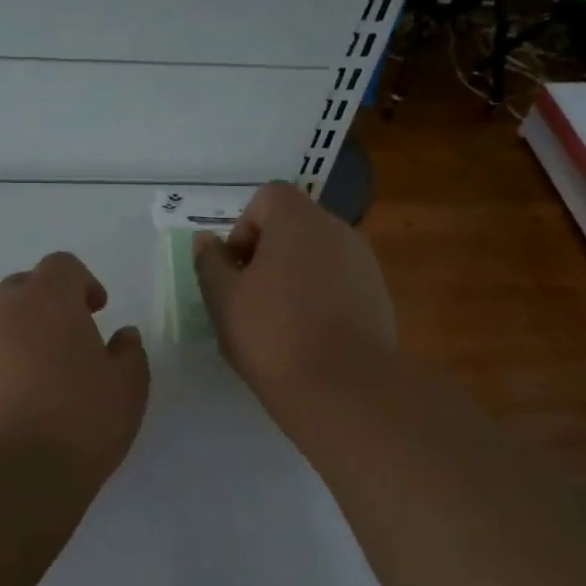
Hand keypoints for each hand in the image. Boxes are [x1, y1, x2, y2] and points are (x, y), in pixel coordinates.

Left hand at [0, 252, 150, 489]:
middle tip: (64, 346)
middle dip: (44, 307)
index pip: (61, 266)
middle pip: (21, 289)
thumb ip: (129, 353)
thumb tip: (122, 336)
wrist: (4, 480)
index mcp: (47, 300)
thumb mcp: (127, 390)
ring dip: (13, 342)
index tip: (94, 312)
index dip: (81, 283)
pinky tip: (2, 414)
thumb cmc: (78, 424)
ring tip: (32, 388)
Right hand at [193, 182, 396, 407]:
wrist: (345, 388)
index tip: (236, 270)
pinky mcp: (379, 296)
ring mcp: (364, 263)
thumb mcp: (223, 300)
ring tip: (278, 321)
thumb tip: (206, 240)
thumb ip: (210, 262)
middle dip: (267, 253)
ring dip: (293, 275)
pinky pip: (339, 281)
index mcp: (299, 220)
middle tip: (249, 297)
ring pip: (318, 255)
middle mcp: (338, 230)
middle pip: (294, 225)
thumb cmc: (274, 335)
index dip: (244, 227)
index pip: (268, 197)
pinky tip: (309, 336)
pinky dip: (320, 296)